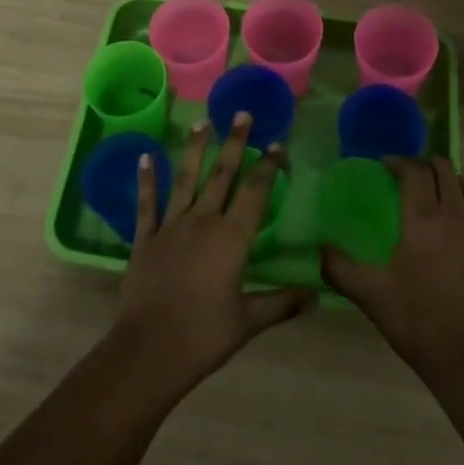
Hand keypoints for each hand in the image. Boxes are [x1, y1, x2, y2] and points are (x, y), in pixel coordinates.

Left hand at [109, 113, 313, 401]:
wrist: (150, 350)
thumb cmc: (205, 335)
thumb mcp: (249, 320)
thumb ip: (282, 303)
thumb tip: (317, 296)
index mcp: (232, 238)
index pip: (255, 192)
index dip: (267, 166)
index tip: (277, 142)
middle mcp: (203, 222)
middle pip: (222, 174)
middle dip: (235, 143)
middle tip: (242, 114)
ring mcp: (171, 226)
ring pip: (186, 179)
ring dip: (195, 149)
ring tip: (202, 122)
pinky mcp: (145, 238)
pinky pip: (147, 203)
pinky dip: (147, 179)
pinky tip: (145, 157)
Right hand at [322, 156, 463, 384]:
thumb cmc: (421, 322)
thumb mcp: (372, 296)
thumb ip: (340, 269)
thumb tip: (320, 250)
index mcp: (424, 219)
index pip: (415, 170)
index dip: (398, 161)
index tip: (384, 166)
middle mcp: (456, 216)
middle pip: (445, 169)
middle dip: (425, 164)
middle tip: (406, 177)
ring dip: (446, 183)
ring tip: (429, 199)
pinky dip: (462, 210)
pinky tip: (450, 237)